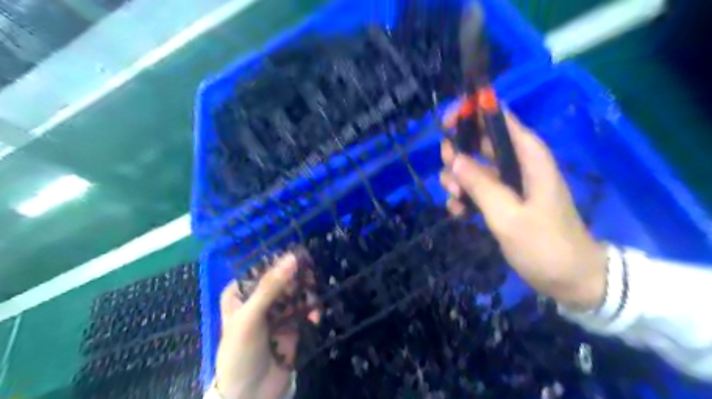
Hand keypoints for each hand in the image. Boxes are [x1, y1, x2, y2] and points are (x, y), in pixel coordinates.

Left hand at [214, 254, 318, 398]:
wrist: (250, 394)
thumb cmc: (240, 351)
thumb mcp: (250, 317)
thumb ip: (270, 287)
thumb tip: (293, 257)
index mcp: (241, 292)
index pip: (265, 267)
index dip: (284, 263)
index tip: (302, 261)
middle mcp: (259, 297)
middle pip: (284, 278)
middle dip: (299, 280)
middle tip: (311, 283)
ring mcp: (276, 310)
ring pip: (297, 291)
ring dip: (309, 296)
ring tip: (314, 307)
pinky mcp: (291, 323)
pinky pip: (305, 308)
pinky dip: (312, 311)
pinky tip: (316, 318)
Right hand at [441, 110, 605, 309]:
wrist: (570, 279)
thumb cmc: (545, 245)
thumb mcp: (508, 216)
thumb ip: (481, 185)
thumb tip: (454, 158)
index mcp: (528, 156)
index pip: (499, 118)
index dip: (472, 112)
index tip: (446, 124)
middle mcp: (517, 163)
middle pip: (480, 141)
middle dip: (457, 154)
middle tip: (449, 176)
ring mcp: (508, 182)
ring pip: (473, 166)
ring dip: (457, 180)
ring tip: (455, 201)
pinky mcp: (502, 200)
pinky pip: (476, 188)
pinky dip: (464, 197)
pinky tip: (459, 213)